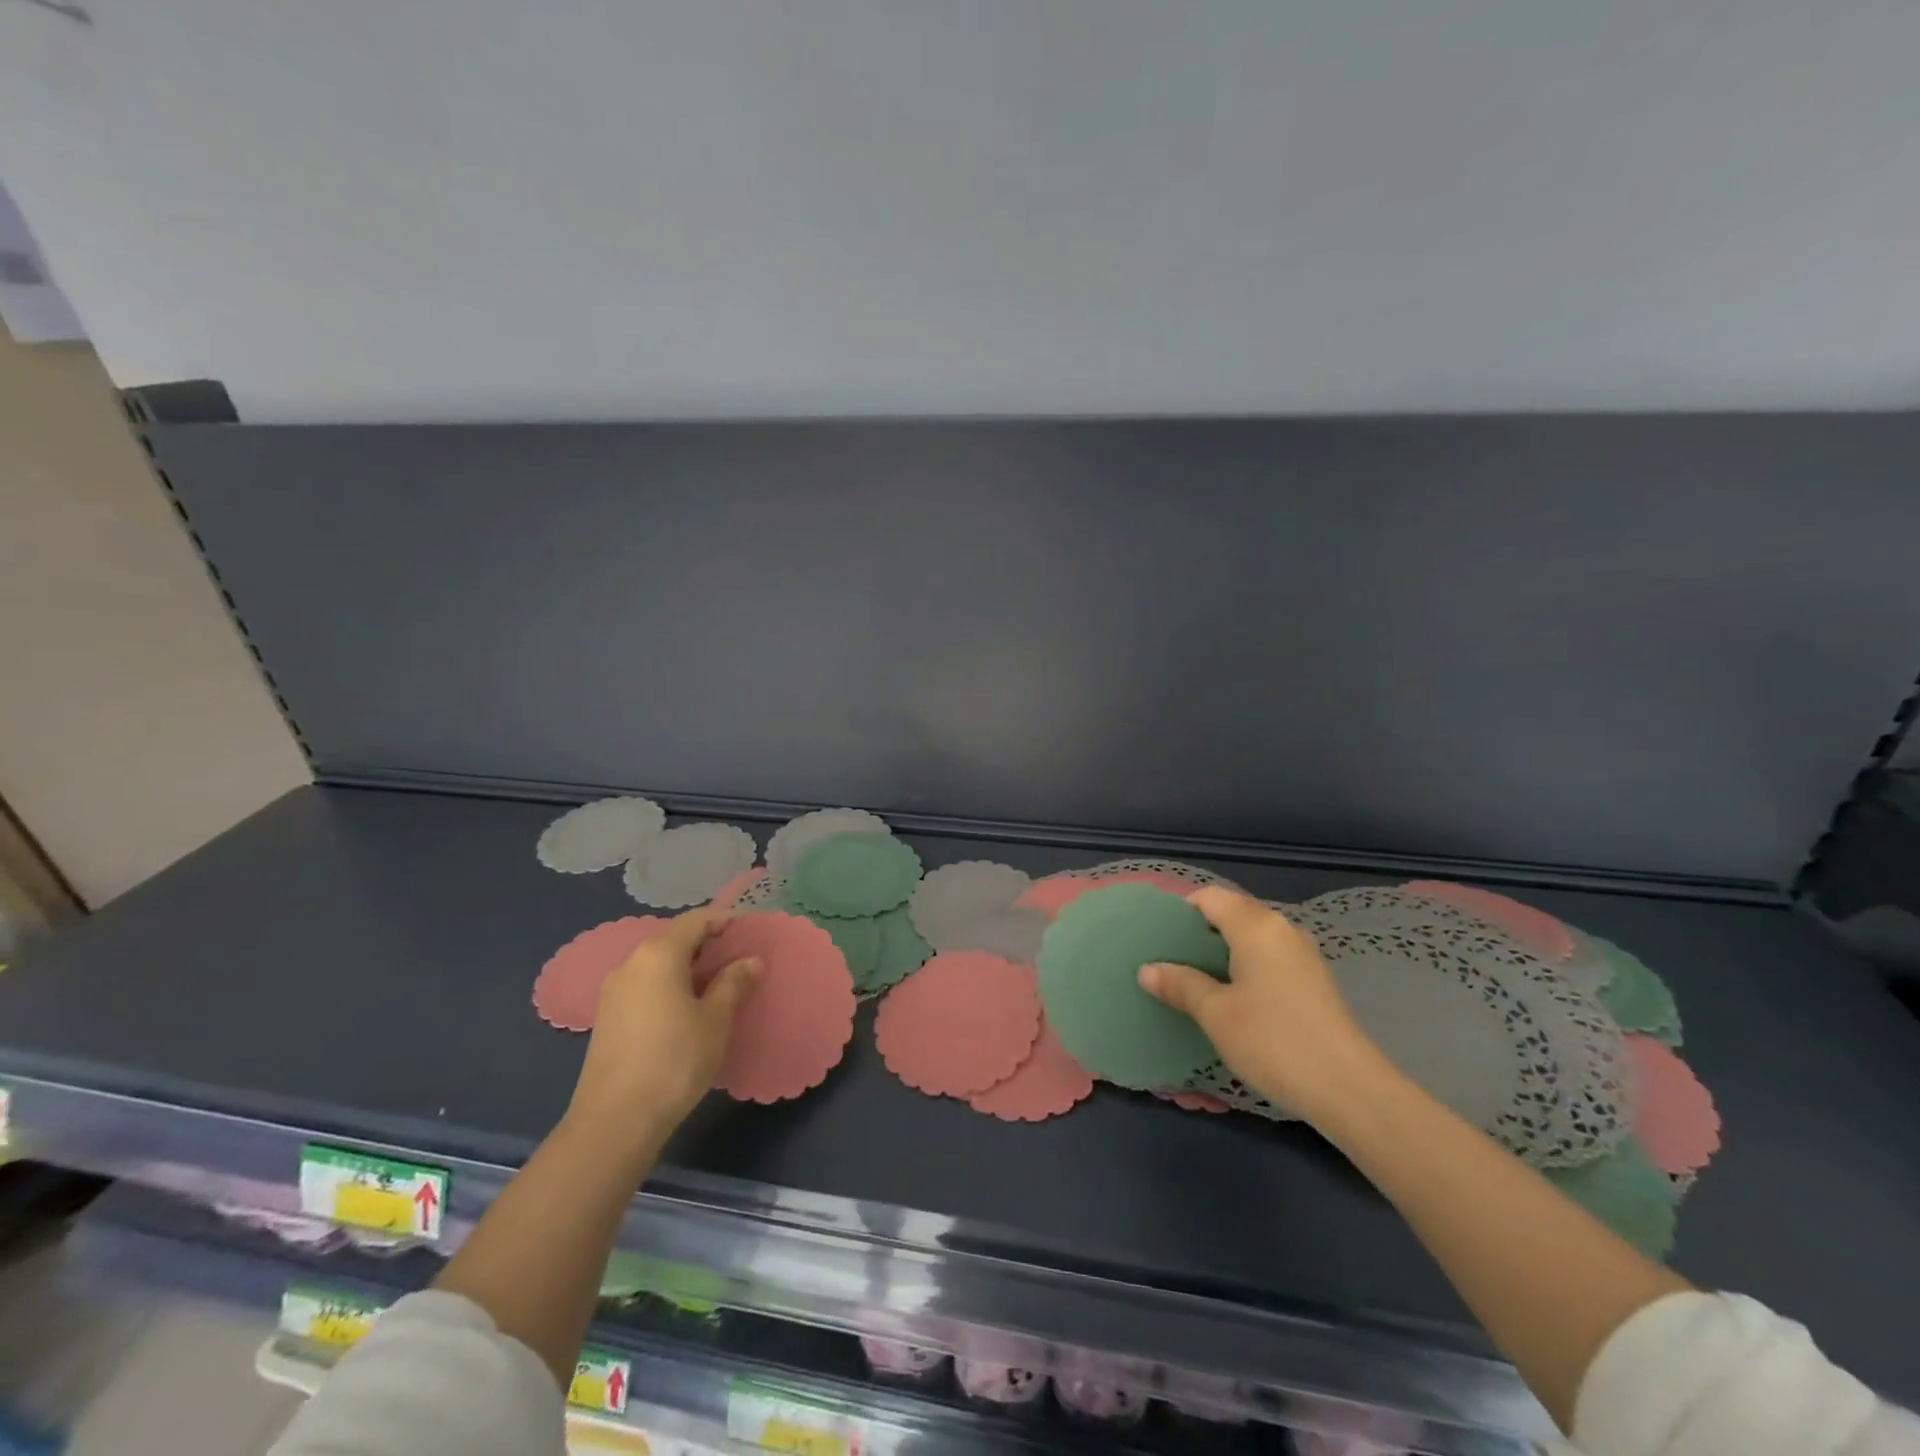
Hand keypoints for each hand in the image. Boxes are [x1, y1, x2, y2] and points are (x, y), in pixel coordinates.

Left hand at [567, 906, 760, 1139]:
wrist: (615, 1121)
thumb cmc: (675, 1060)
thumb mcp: (715, 1020)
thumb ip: (733, 983)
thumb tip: (750, 961)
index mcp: (659, 954)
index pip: (695, 920)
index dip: (722, 920)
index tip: (747, 930)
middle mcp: (631, 963)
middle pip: (673, 939)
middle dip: (706, 944)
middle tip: (736, 959)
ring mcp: (614, 991)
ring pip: (657, 963)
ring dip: (686, 966)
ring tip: (715, 985)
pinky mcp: (606, 1017)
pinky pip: (644, 985)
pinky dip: (668, 985)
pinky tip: (685, 1009)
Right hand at [1139, 887, 1390, 1123]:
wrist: (1351, 1090)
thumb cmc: (1273, 1041)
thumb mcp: (1215, 1014)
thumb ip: (1181, 985)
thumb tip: (1147, 969)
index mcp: (1256, 926)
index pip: (1210, 897)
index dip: (1181, 911)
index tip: (1159, 937)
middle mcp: (1282, 930)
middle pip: (1233, 914)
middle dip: (1200, 933)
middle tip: (1170, 960)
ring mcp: (1304, 956)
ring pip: (1253, 939)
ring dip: (1223, 953)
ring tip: (1195, 980)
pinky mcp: (1315, 982)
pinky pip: (1270, 959)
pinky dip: (1246, 968)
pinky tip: (1232, 999)